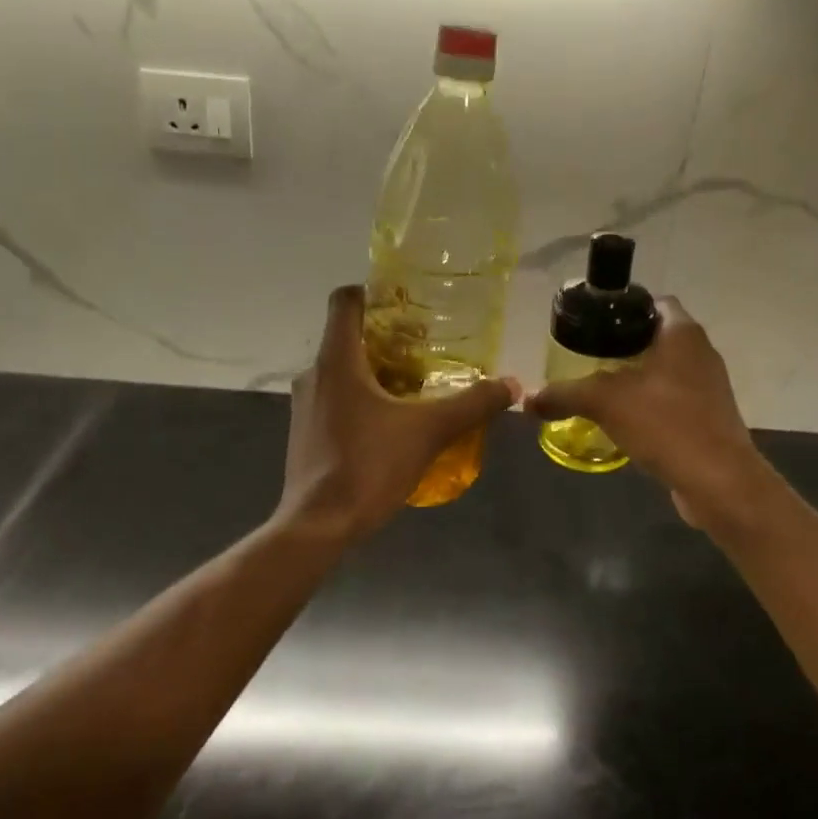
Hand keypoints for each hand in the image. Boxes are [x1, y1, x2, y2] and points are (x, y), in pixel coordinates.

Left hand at [277, 285, 516, 541]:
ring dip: (376, 372)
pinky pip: (336, 399)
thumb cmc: (368, 465)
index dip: (373, 293)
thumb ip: (472, 405)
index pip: (345, 301)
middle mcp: (314, 374)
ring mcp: (305, 405)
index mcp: (337, 360)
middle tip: (427, 350)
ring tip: (416, 388)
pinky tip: (392, 424)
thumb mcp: (429, 431)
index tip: (407, 305)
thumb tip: (512, 384)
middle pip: (349, 337)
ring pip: (343, 370)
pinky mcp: (305, 432)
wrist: (318, 526)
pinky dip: (362, 399)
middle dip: (387, 339)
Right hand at [523, 298, 768, 527]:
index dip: (624, 307)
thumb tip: (526, 398)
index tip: (594, 323)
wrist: (718, 481)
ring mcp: (709, 387)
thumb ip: (564, 394)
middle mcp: (701, 353)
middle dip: (624, 346)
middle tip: (588, 357)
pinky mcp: (710, 418)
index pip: (655, 302)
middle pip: (658, 336)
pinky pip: (673, 401)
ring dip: (636, 378)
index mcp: (683, 334)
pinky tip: (623, 421)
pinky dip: (650, 405)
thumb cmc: (666, 423)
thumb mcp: (604, 402)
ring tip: (599, 389)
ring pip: (665, 371)